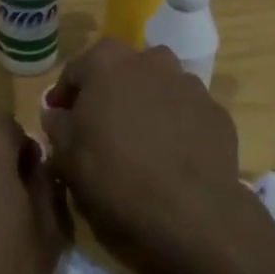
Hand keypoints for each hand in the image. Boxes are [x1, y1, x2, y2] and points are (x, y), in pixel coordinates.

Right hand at [42, 40, 264, 273]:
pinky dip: (176, 123)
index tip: (60, 117)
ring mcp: (189, 84)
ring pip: (159, 85)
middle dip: (109, 89)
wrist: (191, 212)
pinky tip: (171, 153)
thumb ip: (58, 125)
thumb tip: (57, 113)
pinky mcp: (216, 112)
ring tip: (139, 138)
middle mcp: (151, 61)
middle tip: (101, 123)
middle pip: (123, 68)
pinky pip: (186, 110)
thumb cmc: (115, 176)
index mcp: (108, 63)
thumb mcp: (67, 156)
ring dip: (146, 102)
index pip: (77, 68)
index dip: (65, 93)